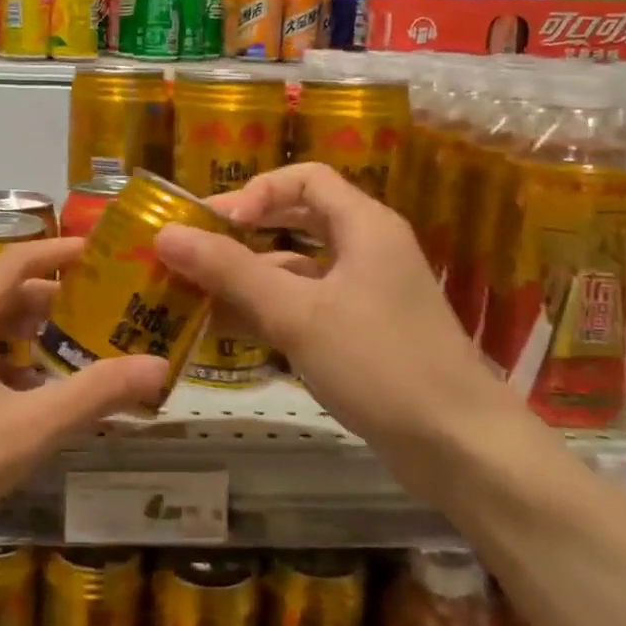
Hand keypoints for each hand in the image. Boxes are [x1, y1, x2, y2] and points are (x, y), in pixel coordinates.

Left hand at [0, 238, 166, 565]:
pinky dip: (3, 364)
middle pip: (5, 293)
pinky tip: (26, 402)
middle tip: (106, 317)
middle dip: (57, 303)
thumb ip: (95, 395)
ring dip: (30, 337)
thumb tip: (159, 367)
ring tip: (75, 358)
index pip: (21, 259)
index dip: (64, 252)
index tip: (106, 255)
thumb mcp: (27, 429)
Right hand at [153, 163, 511, 465]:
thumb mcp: (296, 313)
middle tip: (191, 251)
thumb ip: (229, 271)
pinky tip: (226, 330)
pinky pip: (305, 308)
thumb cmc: (379, 363)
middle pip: (297, 221)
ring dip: (248, 278)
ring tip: (193, 295)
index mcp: (364, 225)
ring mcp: (365, 295)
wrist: (459, 447)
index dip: (255, 191)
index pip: (304, 179)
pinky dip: (267, 312)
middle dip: (242, 234)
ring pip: (297, 270)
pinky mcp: (361, 335)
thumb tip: (165, 234)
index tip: (215, 224)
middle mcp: (367, 250)